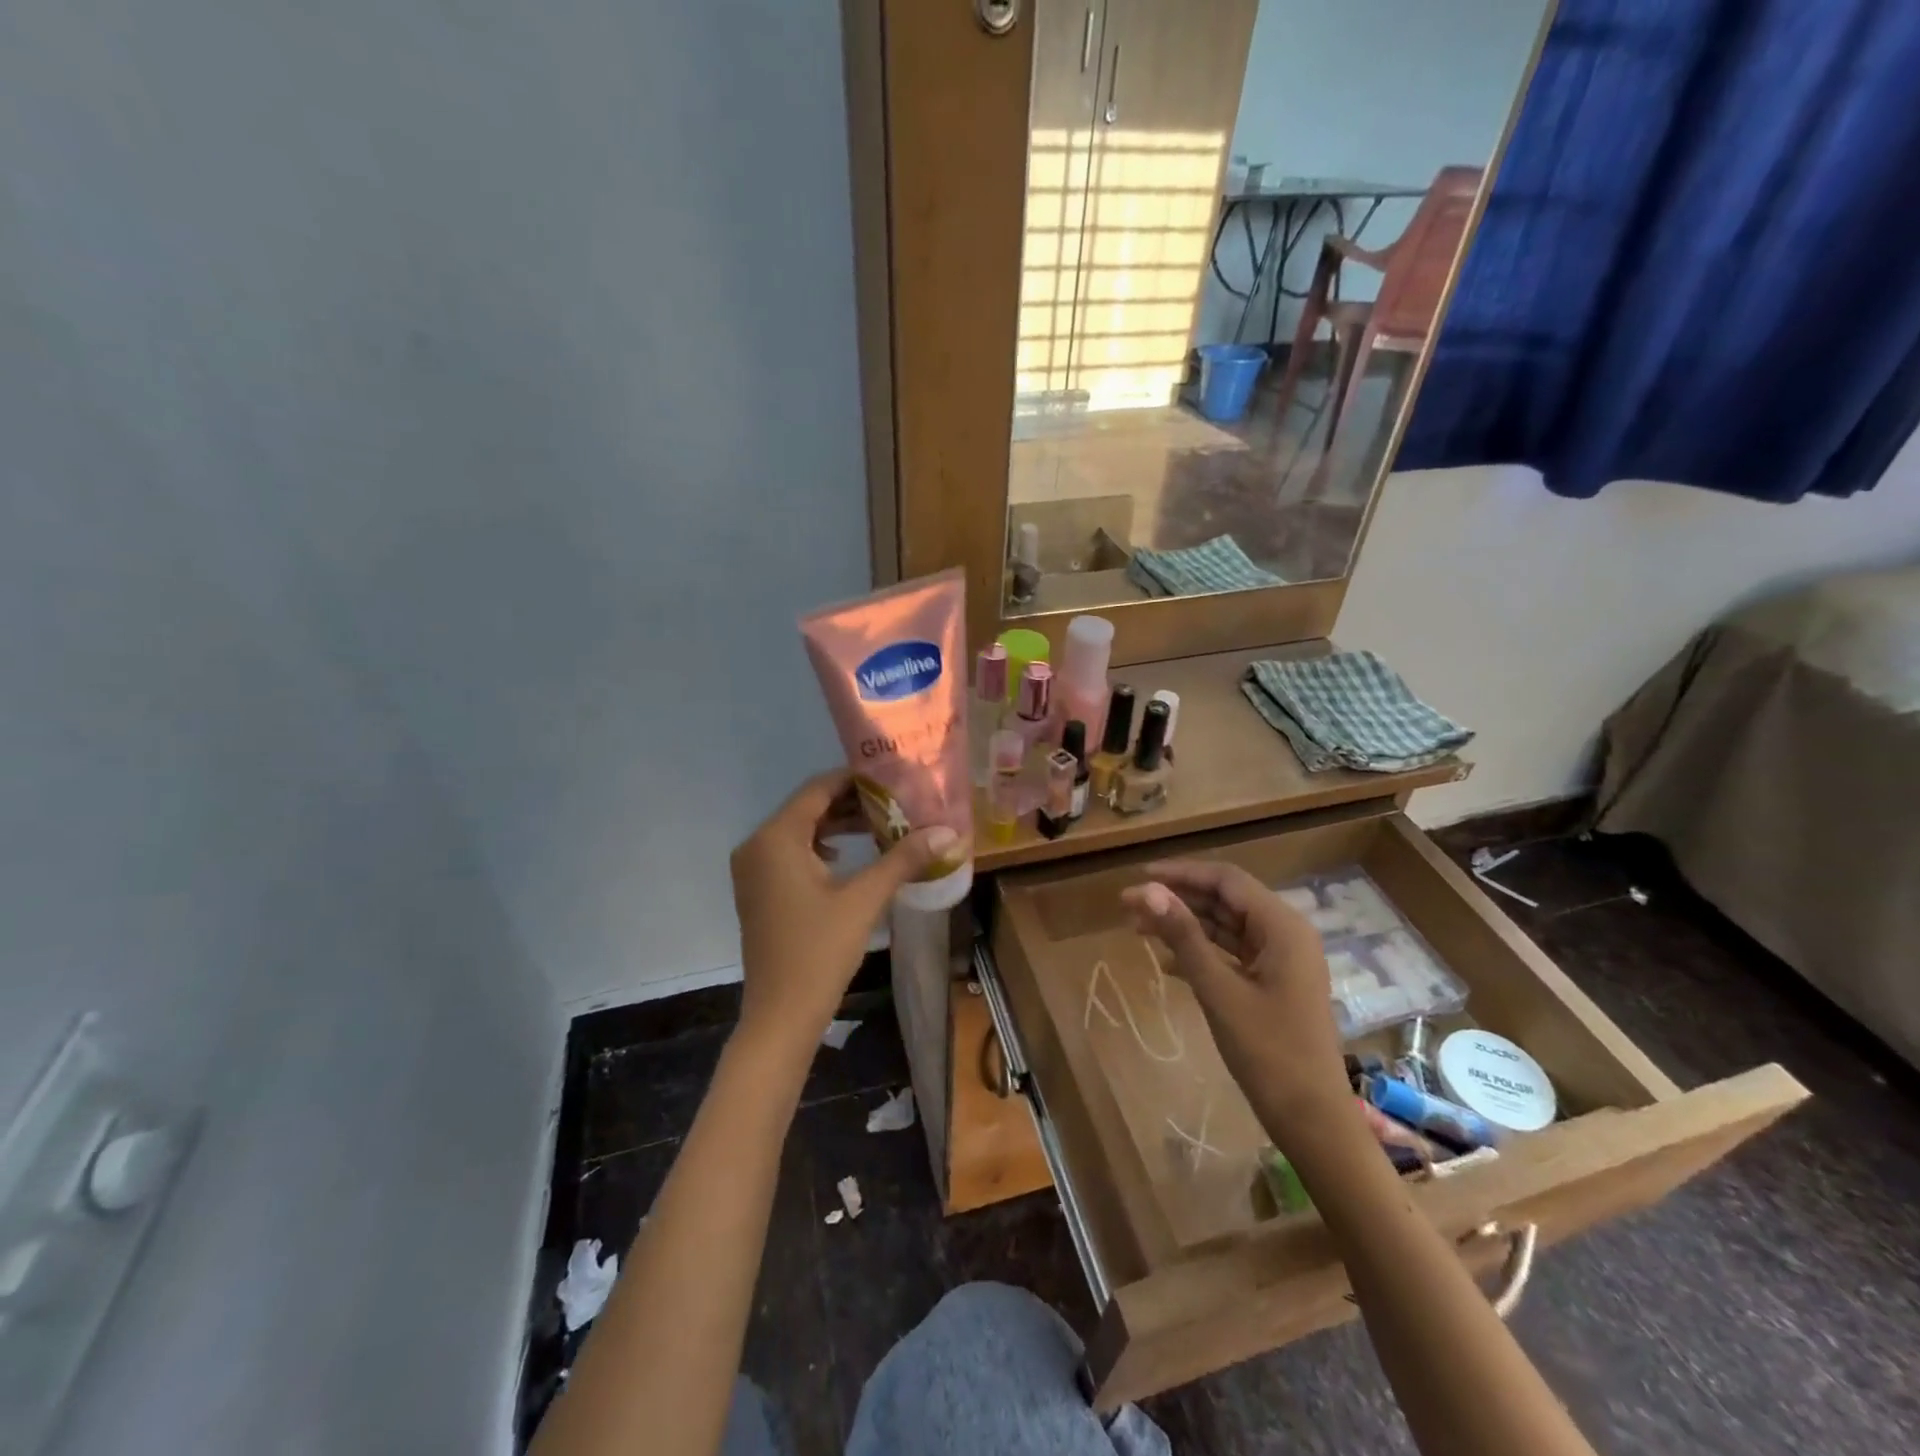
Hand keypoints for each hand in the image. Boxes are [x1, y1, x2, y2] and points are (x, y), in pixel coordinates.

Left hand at [731, 770, 956, 1049]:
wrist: (781, 1014)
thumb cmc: (820, 951)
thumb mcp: (865, 899)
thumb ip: (903, 859)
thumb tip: (946, 832)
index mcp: (776, 838)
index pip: (818, 789)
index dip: (855, 779)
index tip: (892, 779)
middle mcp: (757, 845)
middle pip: (808, 807)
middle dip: (851, 803)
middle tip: (894, 803)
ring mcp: (753, 870)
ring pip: (799, 831)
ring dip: (838, 825)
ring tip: (880, 825)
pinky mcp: (758, 890)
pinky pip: (790, 853)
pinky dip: (821, 847)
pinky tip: (850, 857)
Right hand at [1121, 859, 1348, 1126]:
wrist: (1312, 1120)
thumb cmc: (1268, 1052)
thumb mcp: (1218, 990)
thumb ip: (1183, 936)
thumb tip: (1146, 890)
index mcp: (1282, 926)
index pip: (1226, 880)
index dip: (1181, 873)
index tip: (1139, 877)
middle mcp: (1286, 933)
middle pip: (1225, 900)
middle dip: (1178, 899)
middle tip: (1128, 906)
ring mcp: (1282, 960)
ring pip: (1226, 927)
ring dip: (1185, 925)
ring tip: (1138, 930)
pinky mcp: (1275, 983)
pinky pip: (1232, 953)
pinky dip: (1201, 952)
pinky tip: (1167, 963)